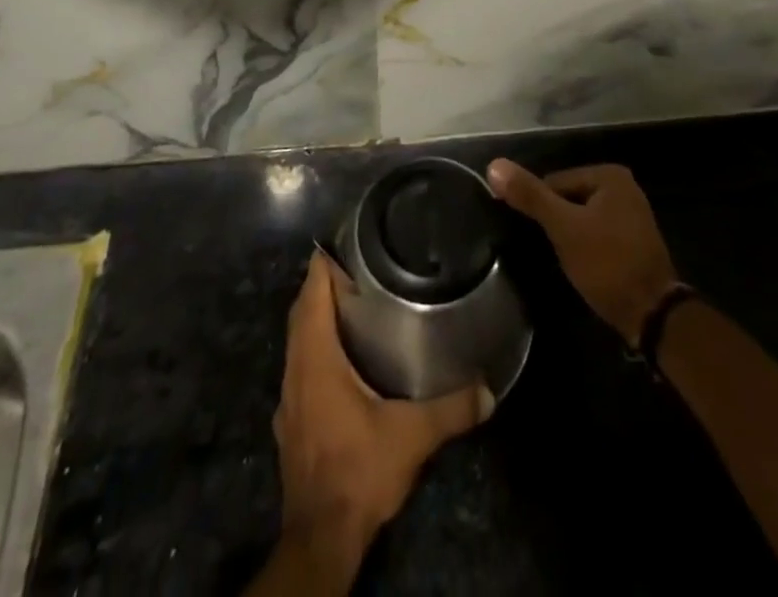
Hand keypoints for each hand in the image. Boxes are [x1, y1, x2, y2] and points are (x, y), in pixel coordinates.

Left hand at [266, 250, 491, 588]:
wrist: (321, 538)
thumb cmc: (359, 471)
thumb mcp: (412, 436)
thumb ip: (451, 408)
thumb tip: (489, 388)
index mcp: (316, 358)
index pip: (312, 292)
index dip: (325, 262)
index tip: (347, 239)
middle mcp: (295, 370)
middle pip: (302, 311)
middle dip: (324, 284)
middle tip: (360, 265)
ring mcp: (289, 398)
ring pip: (298, 340)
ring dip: (318, 317)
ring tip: (354, 302)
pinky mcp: (291, 422)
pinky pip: (300, 367)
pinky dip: (316, 349)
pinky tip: (342, 358)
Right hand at [487, 160, 678, 342]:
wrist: (652, 315)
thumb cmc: (607, 263)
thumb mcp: (564, 228)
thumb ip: (531, 196)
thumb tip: (494, 165)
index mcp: (609, 174)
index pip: (555, 182)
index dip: (542, 209)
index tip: (538, 236)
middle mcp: (623, 187)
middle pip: (569, 198)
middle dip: (557, 223)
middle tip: (552, 251)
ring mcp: (631, 215)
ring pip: (582, 218)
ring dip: (570, 237)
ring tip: (565, 261)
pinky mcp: (633, 242)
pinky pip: (597, 234)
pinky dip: (586, 247)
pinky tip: (583, 267)